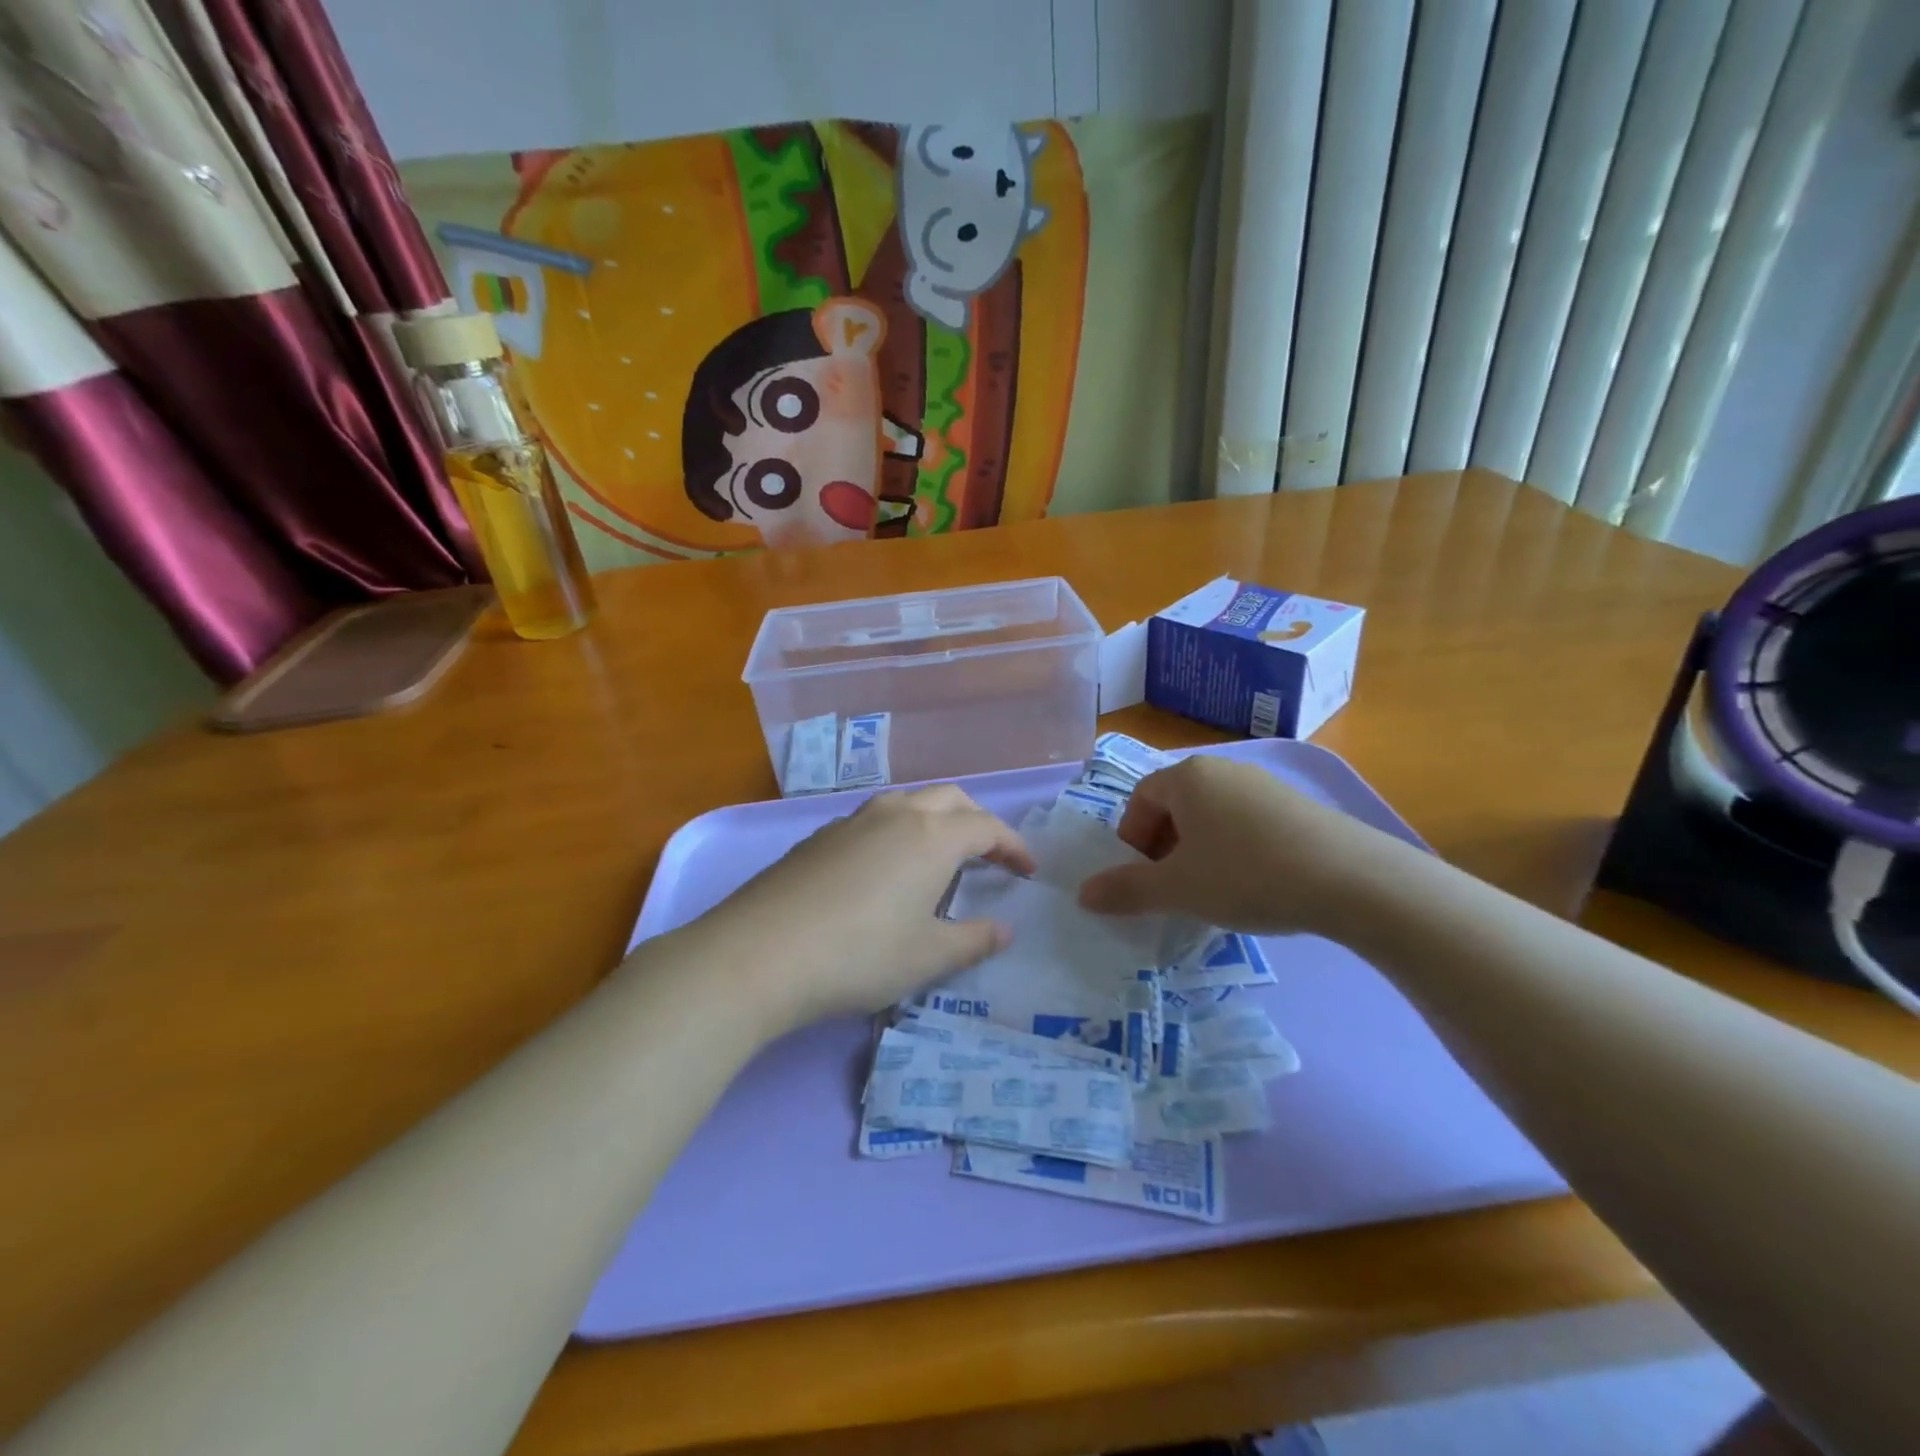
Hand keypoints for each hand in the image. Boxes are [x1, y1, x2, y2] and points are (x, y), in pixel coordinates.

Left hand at [678, 785, 1033, 1029]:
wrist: (759, 953)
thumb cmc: (859, 954)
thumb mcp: (927, 956)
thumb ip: (973, 940)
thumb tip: (1005, 930)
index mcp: (931, 836)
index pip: (986, 826)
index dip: (1013, 846)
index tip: (1027, 871)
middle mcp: (894, 815)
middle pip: (949, 799)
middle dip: (977, 821)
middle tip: (988, 856)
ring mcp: (851, 822)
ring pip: (907, 804)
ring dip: (934, 822)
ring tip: (938, 860)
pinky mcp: (817, 837)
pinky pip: (873, 822)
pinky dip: (896, 834)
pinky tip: (883, 872)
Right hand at [1077, 756, 1402, 937]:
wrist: (1352, 880)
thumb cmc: (1247, 875)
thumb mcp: (1178, 889)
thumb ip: (1126, 890)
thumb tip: (1082, 894)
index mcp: (1187, 777)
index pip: (1140, 800)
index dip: (1132, 841)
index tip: (1143, 878)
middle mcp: (1223, 770)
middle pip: (1175, 806)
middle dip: (1164, 848)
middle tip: (1174, 888)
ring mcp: (1264, 785)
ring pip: (1211, 816)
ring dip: (1199, 851)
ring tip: (1213, 891)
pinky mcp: (1297, 805)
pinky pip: (1246, 823)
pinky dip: (1235, 851)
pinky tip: (1254, 885)